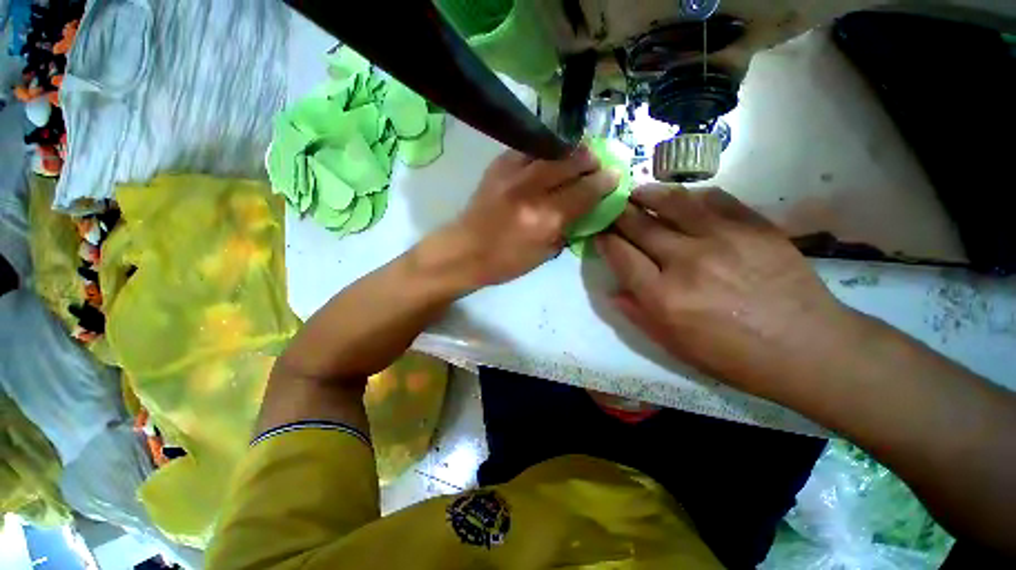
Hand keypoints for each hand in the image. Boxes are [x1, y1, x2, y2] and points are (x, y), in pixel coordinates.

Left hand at [443, 147, 618, 286]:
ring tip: (577, 155)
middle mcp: (532, 190)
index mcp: (545, 219)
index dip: (604, 182)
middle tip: (597, 163)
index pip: (584, 191)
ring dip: (570, 150)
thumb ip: (566, 228)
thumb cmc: (505, 262)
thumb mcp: (544, 254)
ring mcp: (512, 174)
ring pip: (551, 149)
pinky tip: (549, 157)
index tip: (614, 175)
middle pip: (571, 162)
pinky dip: (544, 151)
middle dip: (590, 160)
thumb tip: (584, 208)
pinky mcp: (497, 166)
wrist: (464, 251)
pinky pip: (528, 149)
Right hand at [596, 184, 856, 399]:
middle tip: (611, 208)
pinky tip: (683, 199)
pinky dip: (691, 196)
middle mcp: (686, 261)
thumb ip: (637, 315)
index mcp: (663, 296)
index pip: (621, 256)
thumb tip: (613, 291)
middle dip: (619, 214)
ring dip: (648, 195)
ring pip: (673, 203)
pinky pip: (714, 199)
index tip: (599, 235)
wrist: (808, 348)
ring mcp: (722, 238)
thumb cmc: (733, 355)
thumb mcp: (674, 345)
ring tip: (637, 192)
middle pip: (640, 225)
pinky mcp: (754, 226)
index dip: (605, 241)